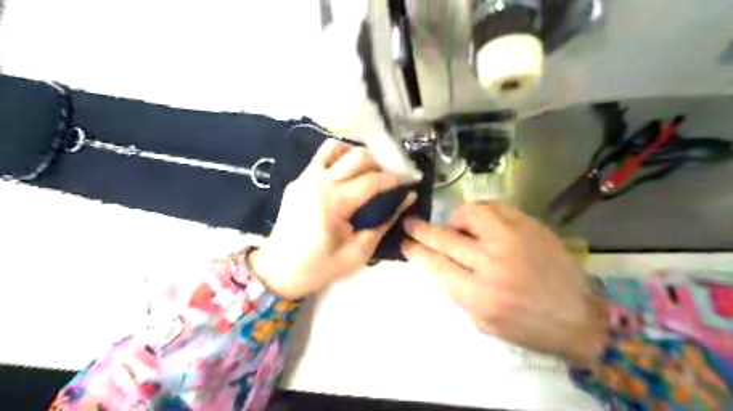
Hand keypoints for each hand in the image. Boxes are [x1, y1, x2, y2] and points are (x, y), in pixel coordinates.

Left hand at [250, 139, 414, 298]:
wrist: (277, 270)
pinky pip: (321, 157)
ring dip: (355, 155)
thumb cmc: (318, 266)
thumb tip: (405, 200)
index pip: (371, 180)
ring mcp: (305, 178)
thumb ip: (383, 224)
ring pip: (336, 147)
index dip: (393, 181)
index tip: (404, 186)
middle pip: (357, 156)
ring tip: (364, 172)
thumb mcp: (357, 253)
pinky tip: (345, 175)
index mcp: (333, 203)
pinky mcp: (297, 179)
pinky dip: (338, 158)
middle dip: (378, 164)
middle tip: (385, 181)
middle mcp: (318, 182)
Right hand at [400, 205, 607, 367]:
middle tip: (409, 223)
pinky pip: (495, 208)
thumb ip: (456, 291)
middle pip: (446, 238)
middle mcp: (492, 263)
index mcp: (479, 294)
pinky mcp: (530, 226)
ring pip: (470, 213)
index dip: (416, 251)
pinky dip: (480, 213)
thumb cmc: (526, 327)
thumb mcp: (482, 322)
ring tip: (455, 227)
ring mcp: (513, 239)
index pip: (436, 264)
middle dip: (421, 230)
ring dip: (455, 219)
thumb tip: (437, 263)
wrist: (579, 317)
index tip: (405, 243)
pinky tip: (480, 222)